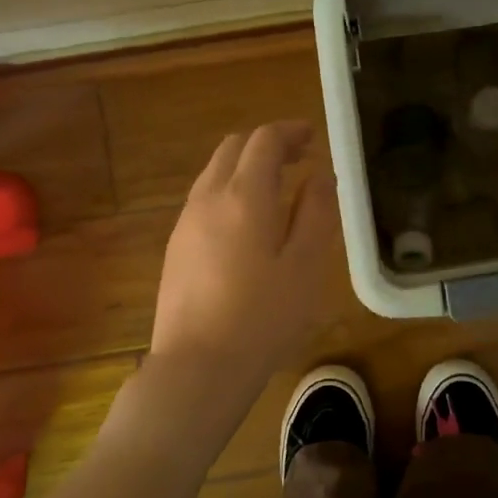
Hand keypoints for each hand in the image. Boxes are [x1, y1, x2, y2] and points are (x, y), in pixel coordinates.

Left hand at [141, 121, 336, 444]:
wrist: (197, 366)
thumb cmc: (264, 316)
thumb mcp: (307, 265)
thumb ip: (317, 212)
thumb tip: (321, 174)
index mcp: (245, 195)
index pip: (264, 140)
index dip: (290, 131)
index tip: (313, 137)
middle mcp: (209, 198)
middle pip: (233, 148)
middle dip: (267, 144)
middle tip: (299, 158)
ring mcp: (186, 222)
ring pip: (214, 173)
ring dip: (246, 167)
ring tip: (278, 188)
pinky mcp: (176, 248)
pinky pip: (204, 200)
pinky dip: (230, 191)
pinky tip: (248, 223)